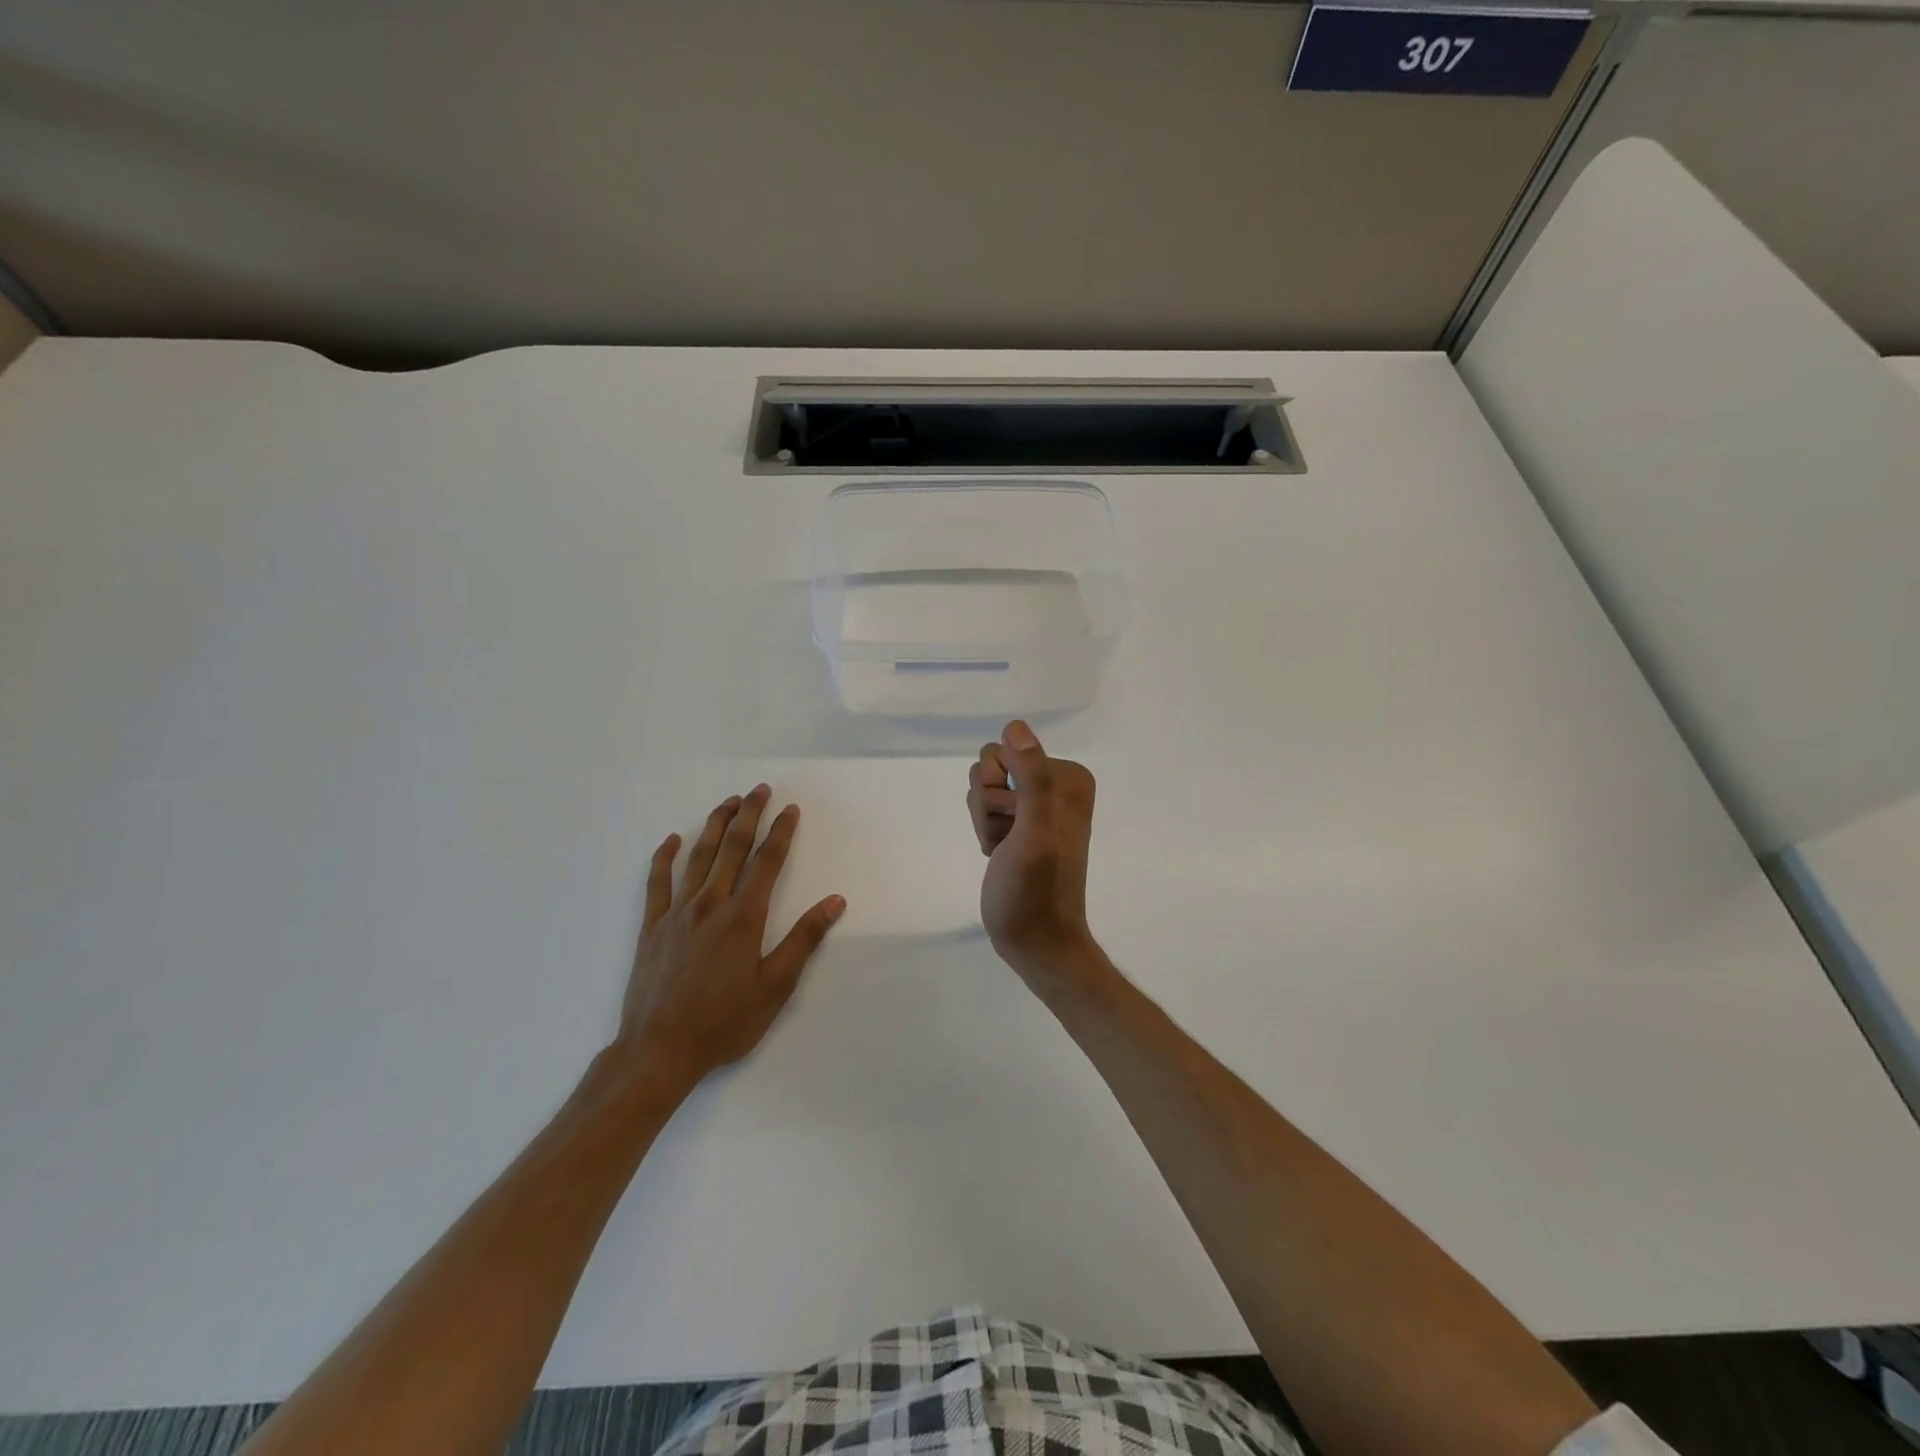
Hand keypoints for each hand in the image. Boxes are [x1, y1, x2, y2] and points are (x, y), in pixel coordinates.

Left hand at [616, 786, 844, 1093]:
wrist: (659, 1051)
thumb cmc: (725, 1022)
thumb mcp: (776, 987)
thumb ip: (804, 939)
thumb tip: (834, 901)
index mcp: (743, 917)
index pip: (767, 862)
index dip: (781, 832)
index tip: (790, 809)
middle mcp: (710, 904)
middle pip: (732, 848)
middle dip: (749, 815)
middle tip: (759, 790)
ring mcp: (677, 913)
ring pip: (698, 857)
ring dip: (714, 825)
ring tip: (727, 802)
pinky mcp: (652, 927)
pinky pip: (657, 883)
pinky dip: (664, 858)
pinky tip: (671, 840)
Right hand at [966, 721, 1105, 993]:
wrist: (1036, 942)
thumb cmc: (1035, 891)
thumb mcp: (1034, 833)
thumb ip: (1032, 778)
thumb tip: (1015, 728)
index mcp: (1069, 777)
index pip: (1005, 751)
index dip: (998, 790)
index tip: (1015, 825)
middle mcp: (1056, 784)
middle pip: (991, 766)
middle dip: (989, 805)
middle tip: (1009, 839)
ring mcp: (1037, 804)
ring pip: (984, 787)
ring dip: (985, 819)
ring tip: (1004, 849)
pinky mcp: (1021, 824)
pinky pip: (985, 806)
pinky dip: (985, 830)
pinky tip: (999, 853)